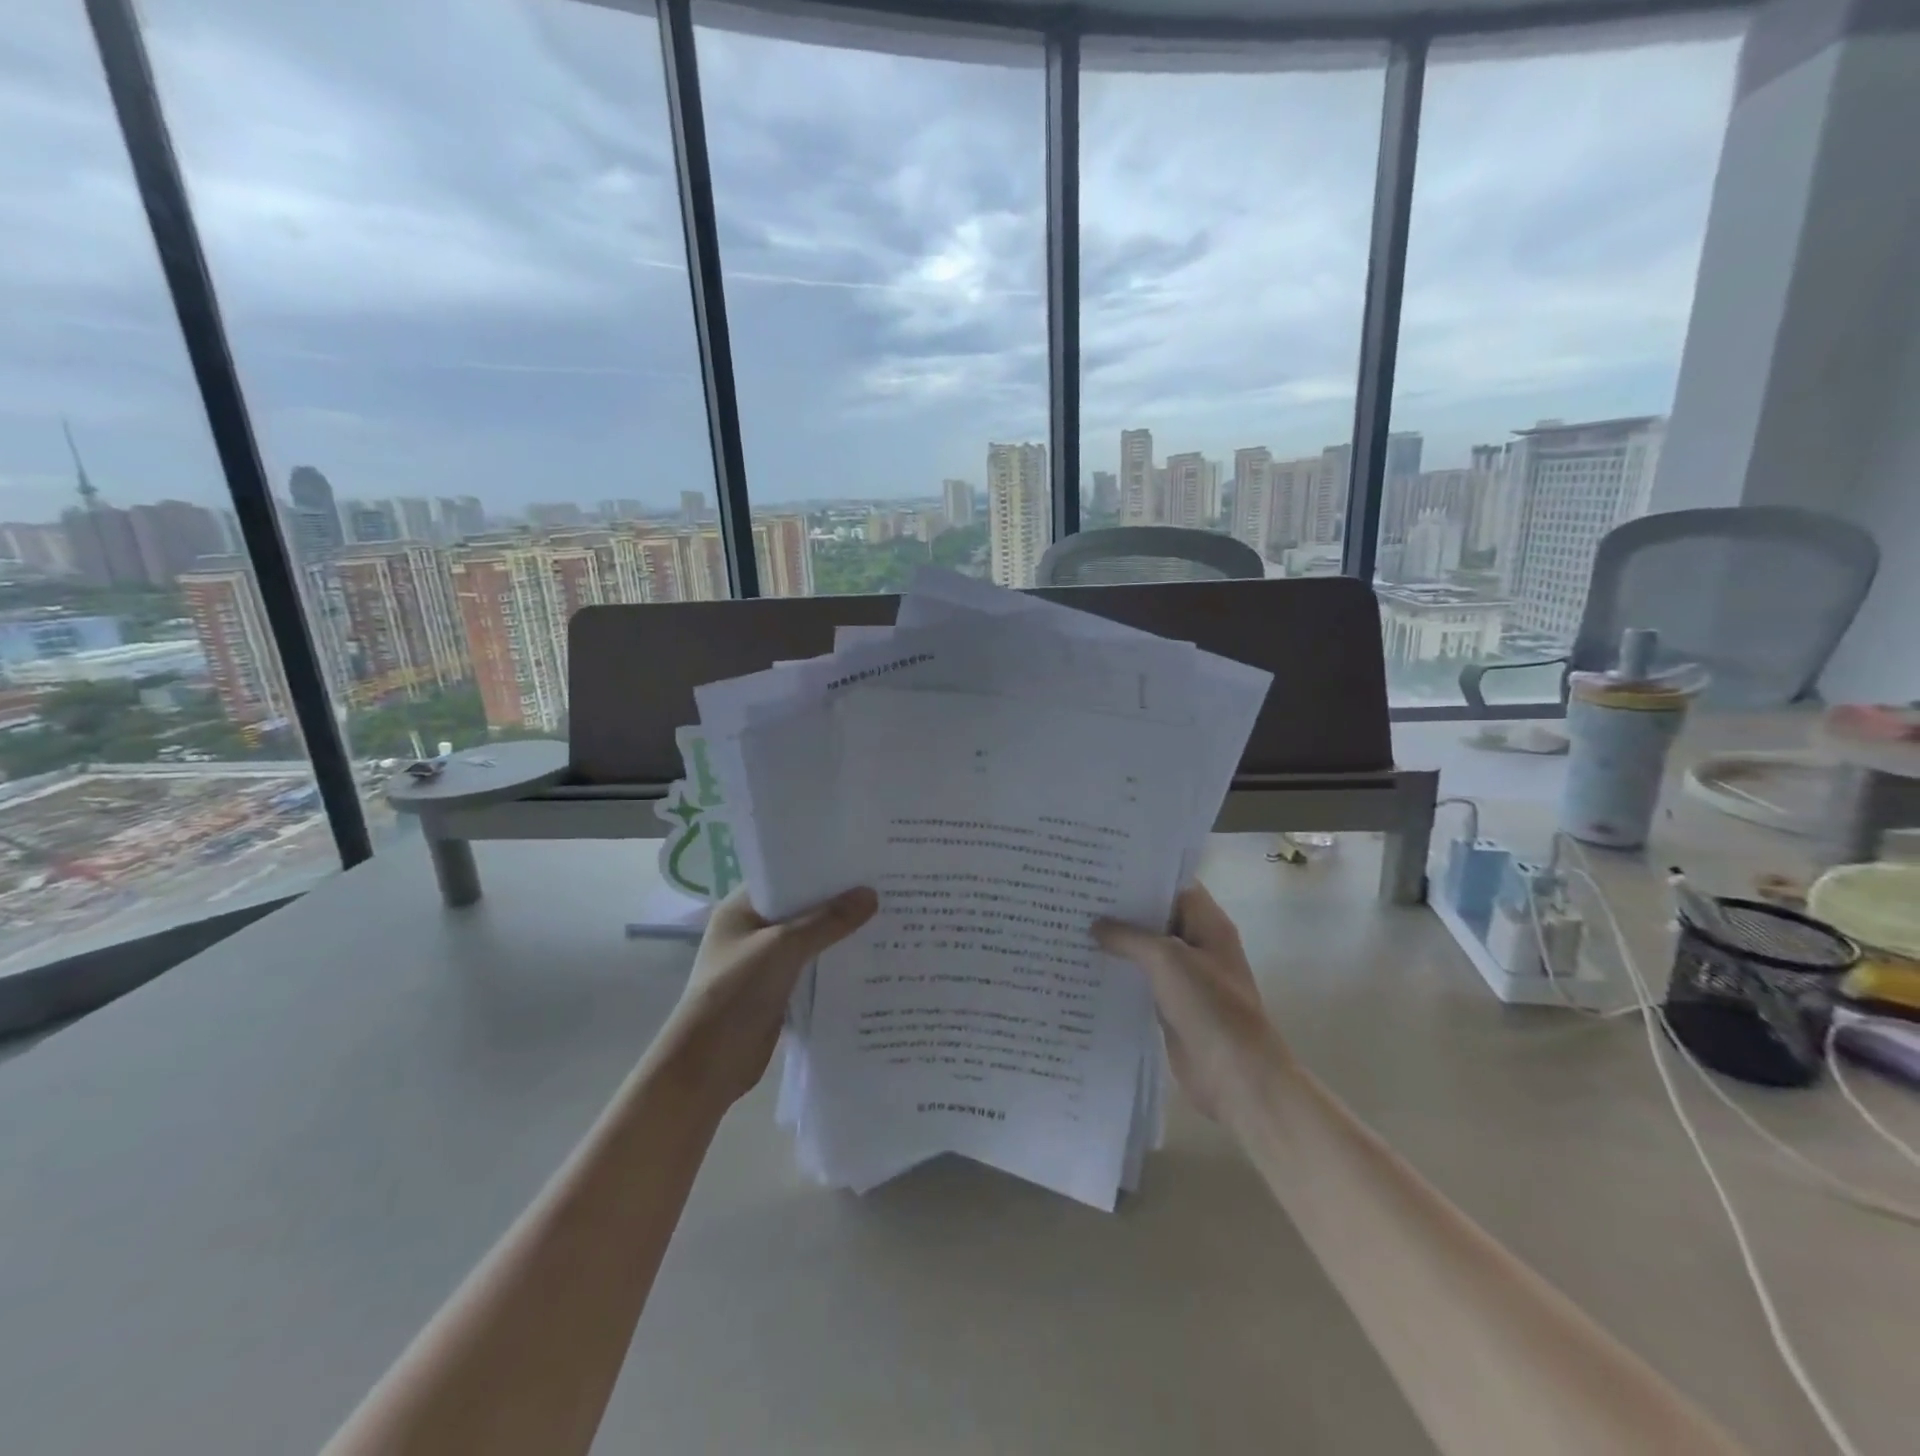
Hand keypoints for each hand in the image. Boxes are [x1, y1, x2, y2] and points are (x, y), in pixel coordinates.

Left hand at [660, 886, 877, 1109]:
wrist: (708, 1064)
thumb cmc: (736, 991)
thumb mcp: (783, 947)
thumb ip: (827, 921)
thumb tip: (871, 894)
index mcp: (742, 908)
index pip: (786, 875)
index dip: (821, 867)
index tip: (861, 860)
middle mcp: (752, 930)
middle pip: (802, 907)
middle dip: (837, 901)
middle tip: (884, 886)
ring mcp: (764, 962)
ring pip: (810, 939)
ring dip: (839, 934)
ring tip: (886, 917)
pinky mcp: (778, 990)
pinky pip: (812, 968)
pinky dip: (835, 964)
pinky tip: (870, 958)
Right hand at [1094, 884, 1287, 1121]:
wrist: (1235, 1074)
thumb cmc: (1208, 1006)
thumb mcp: (1167, 959)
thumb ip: (1129, 937)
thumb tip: (1097, 926)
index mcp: (1208, 924)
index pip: (1174, 885)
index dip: (1142, 875)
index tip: (1104, 868)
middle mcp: (1198, 944)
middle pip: (1157, 917)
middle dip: (1122, 908)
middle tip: (1079, 895)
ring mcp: (1185, 977)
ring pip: (1146, 950)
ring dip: (1117, 942)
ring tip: (1073, 925)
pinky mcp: (1172, 1005)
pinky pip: (1142, 980)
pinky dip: (1119, 973)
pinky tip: (1086, 967)